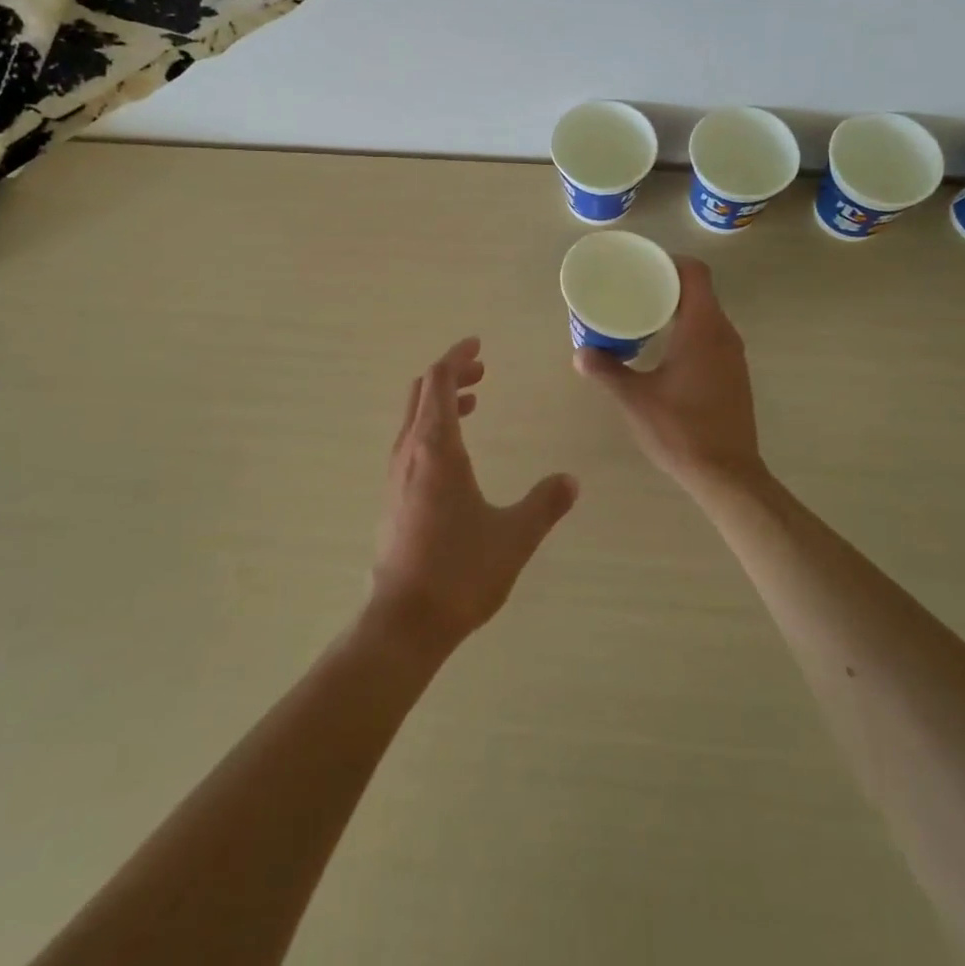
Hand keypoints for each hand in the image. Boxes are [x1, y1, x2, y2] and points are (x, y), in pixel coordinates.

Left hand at [373, 338, 578, 655]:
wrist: (404, 621)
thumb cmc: (459, 571)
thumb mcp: (513, 536)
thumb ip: (544, 504)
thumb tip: (571, 481)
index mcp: (436, 448)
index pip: (440, 381)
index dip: (457, 357)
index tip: (477, 344)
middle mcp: (410, 451)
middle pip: (423, 392)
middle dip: (451, 374)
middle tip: (482, 370)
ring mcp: (396, 474)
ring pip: (414, 417)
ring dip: (442, 401)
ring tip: (474, 404)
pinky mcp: (393, 496)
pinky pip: (411, 441)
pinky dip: (433, 427)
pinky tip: (456, 453)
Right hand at [574, 257, 766, 492]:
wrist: (727, 474)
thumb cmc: (681, 430)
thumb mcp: (635, 399)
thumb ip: (607, 371)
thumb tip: (580, 353)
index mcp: (702, 328)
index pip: (694, 273)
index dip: (669, 262)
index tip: (641, 266)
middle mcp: (723, 333)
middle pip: (699, 291)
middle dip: (666, 285)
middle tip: (631, 290)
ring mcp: (733, 355)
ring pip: (706, 314)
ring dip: (678, 309)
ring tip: (642, 316)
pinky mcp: (734, 374)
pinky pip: (711, 335)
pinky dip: (689, 330)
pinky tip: (664, 350)